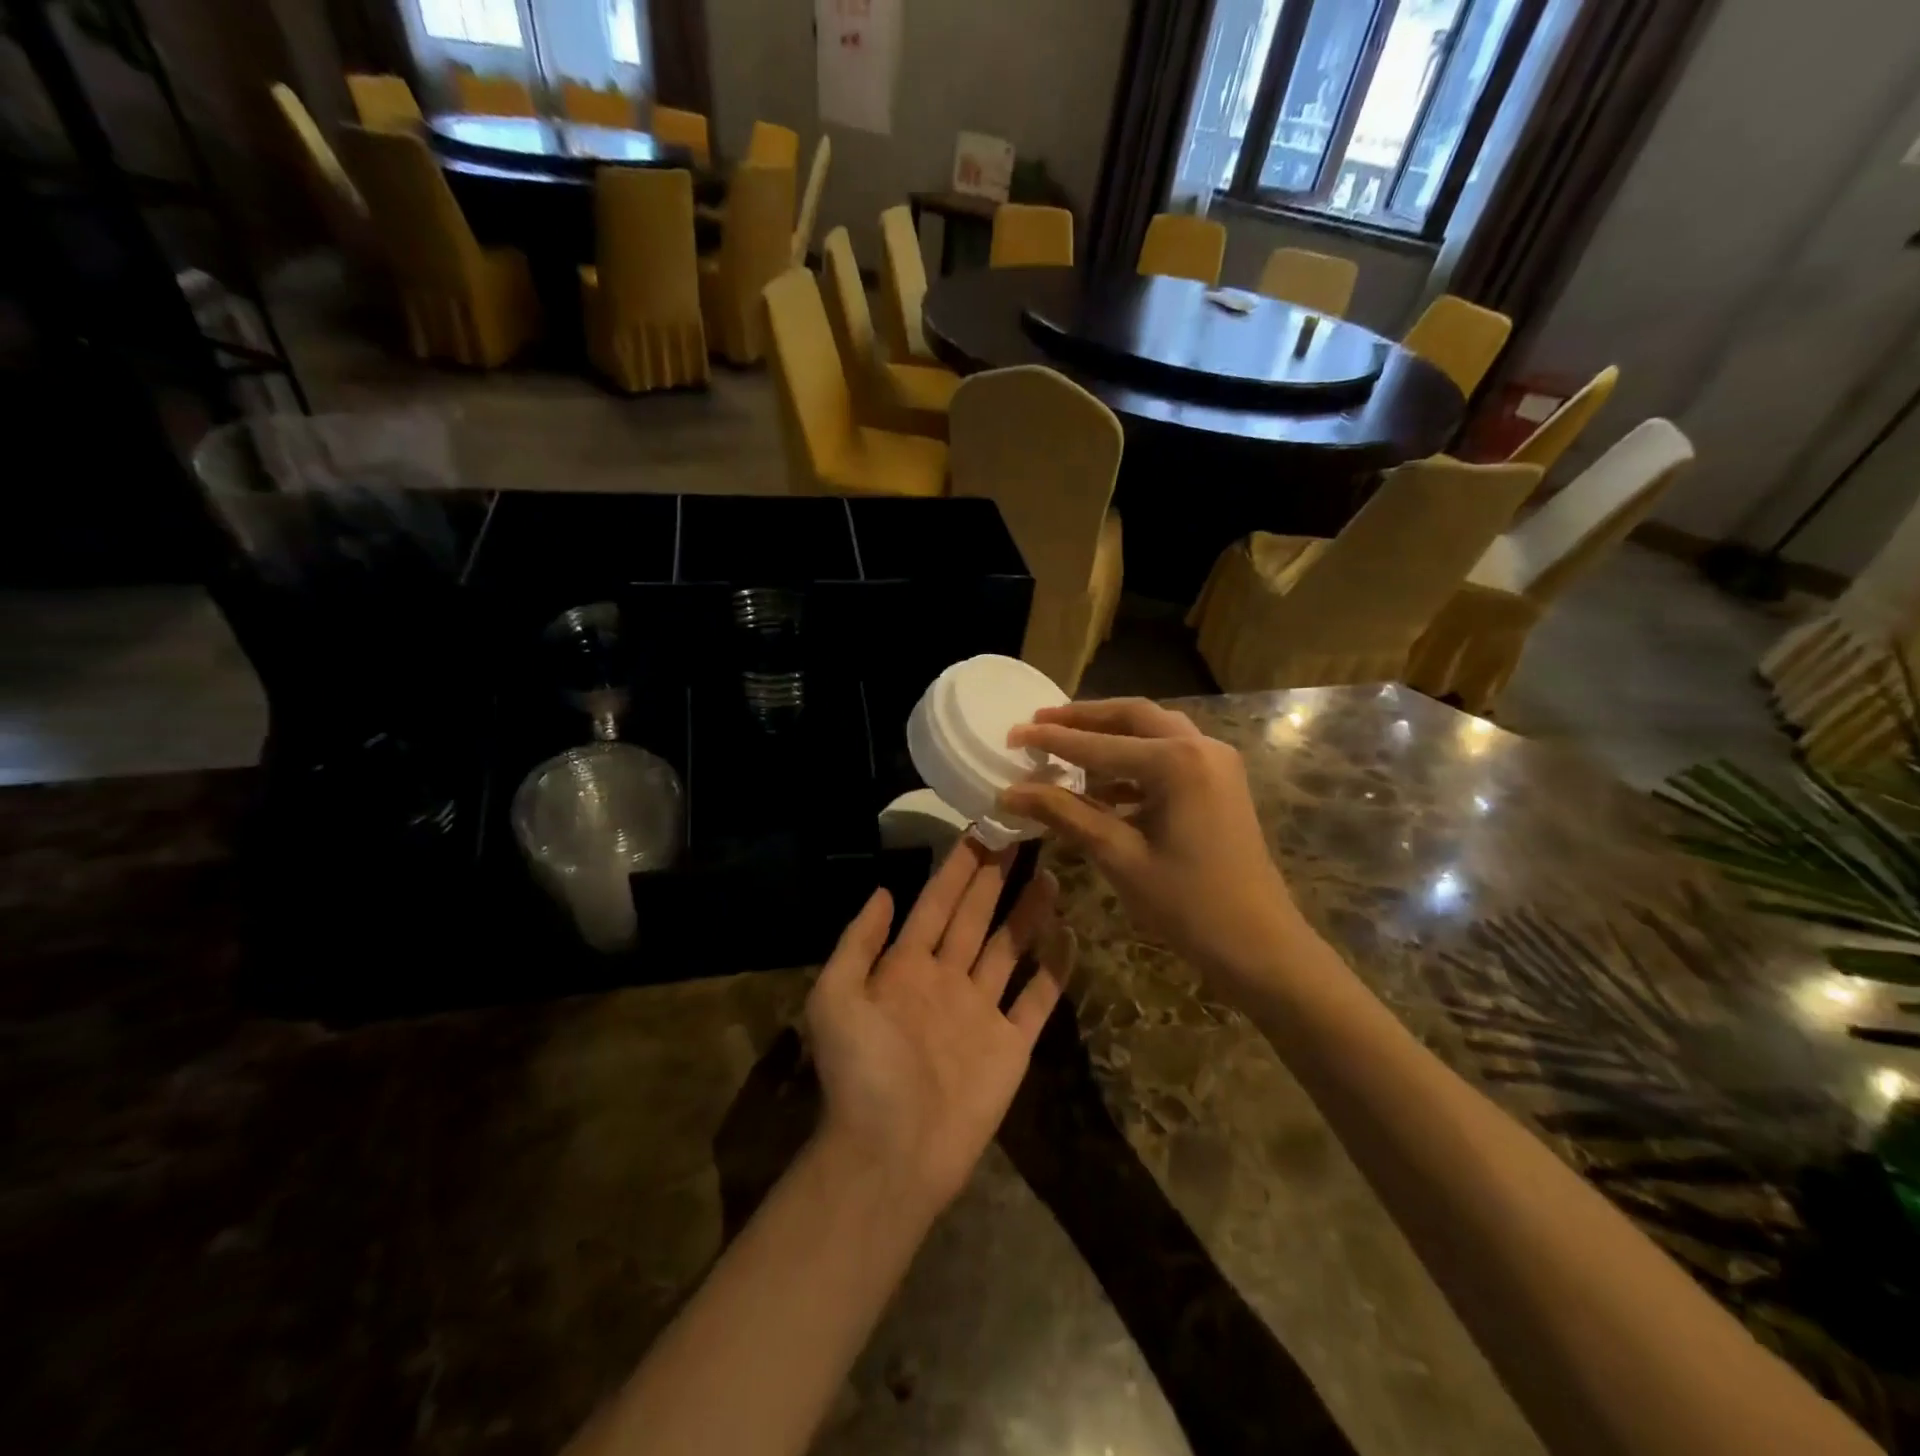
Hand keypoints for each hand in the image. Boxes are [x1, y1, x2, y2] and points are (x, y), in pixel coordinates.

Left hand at [804, 840, 1067, 1211]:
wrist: (891, 1155)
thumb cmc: (861, 1073)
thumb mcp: (835, 998)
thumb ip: (858, 941)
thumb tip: (884, 890)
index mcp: (905, 967)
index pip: (936, 903)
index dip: (957, 867)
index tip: (980, 830)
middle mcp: (946, 980)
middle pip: (976, 917)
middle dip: (995, 877)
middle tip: (1021, 836)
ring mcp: (981, 1011)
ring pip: (1009, 949)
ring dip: (1028, 913)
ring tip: (1050, 874)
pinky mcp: (1011, 1045)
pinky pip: (1037, 999)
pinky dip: (1054, 969)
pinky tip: (1069, 934)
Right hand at [1000, 698, 1306, 997]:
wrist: (1260, 945)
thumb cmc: (1188, 904)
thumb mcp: (1119, 856)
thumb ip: (1064, 814)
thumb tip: (1010, 792)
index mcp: (1176, 762)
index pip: (1098, 744)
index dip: (1051, 739)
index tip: (1012, 733)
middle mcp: (1201, 747)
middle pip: (1132, 716)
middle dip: (1084, 717)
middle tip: (1040, 721)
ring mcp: (1216, 762)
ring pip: (1153, 731)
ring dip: (1109, 735)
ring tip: (1064, 745)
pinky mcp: (1220, 782)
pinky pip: (1169, 755)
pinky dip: (1132, 762)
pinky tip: (1101, 785)